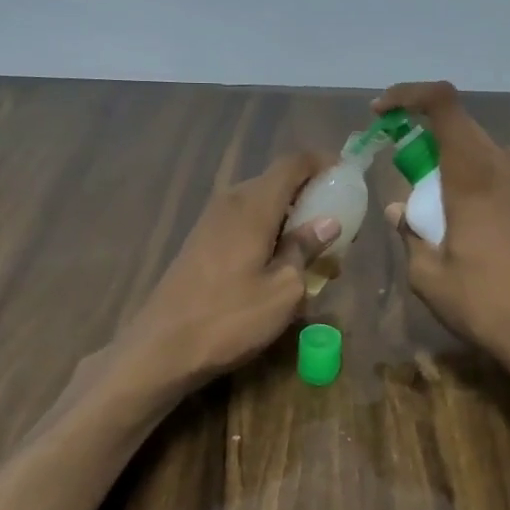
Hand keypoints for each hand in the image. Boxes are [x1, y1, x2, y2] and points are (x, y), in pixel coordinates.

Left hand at [119, 151, 340, 388]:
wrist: (162, 348)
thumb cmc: (230, 319)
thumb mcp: (283, 290)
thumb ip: (305, 249)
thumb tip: (328, 222)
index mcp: (253, 205)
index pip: (292, 163)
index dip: (322, 162)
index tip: (347, 175)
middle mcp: (230, 202)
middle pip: (277, 182)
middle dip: (310, 195)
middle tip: (338, 223)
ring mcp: (211, 221)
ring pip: (260, 204)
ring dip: (290, 218)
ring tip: (315, 251)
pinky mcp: (201, 242)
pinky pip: (244, 223)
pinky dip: (269, 232)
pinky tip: (281, 264)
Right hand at [375, 81, 509, 396]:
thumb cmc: (485, 306)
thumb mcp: (429, 278)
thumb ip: (410, 235)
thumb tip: (399, 210)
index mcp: (473, 176)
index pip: (443, 104)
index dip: (409, 95)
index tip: (382, 114)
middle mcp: (509, 168)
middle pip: (464, 130)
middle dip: (430, 143)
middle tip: (411, 181)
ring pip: (492, 154)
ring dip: (463, 165)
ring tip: (451, 208)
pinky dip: (491, 184)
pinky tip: (487, 226)